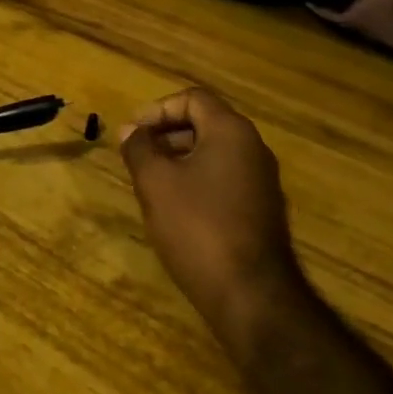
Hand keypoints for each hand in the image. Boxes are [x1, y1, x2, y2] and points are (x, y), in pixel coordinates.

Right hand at [118, 87, 308, 360]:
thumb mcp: (156, 183)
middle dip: (167, 133)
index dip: (158, 109)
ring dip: (180, 158)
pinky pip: (226, 178)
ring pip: (215, 152)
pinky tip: (177, 208)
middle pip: (206, 122)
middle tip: (138, 155)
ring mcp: (262, 180)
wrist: (251, 295)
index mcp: (231, 131)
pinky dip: (198, 180)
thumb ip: (140, 149)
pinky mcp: (262, 210)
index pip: (193, 98)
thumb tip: (130, 130)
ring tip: (151, 181)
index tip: (133, 133)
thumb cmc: (198, 227)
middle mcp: (253, 148)